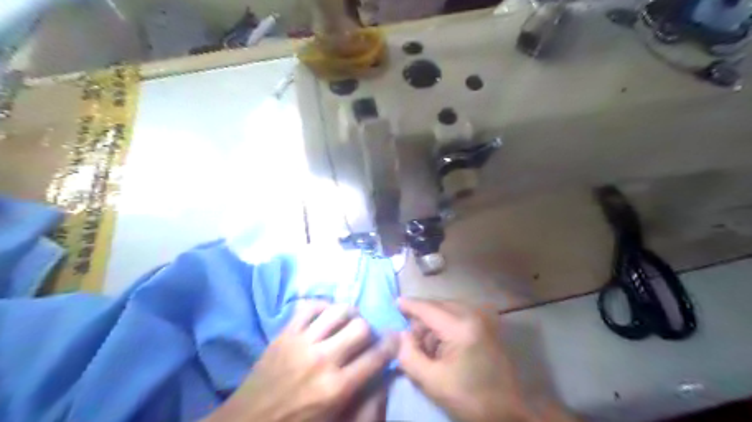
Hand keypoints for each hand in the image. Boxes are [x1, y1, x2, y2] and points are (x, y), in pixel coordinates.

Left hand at [209, 302, 394, 421]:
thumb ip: (366, 406)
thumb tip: (386, 379)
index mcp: (337, 388)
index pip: (376, 356)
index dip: (392, 345)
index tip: (395, 339)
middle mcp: (322, 359)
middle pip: (360, 326)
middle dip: (369, 330)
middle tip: (365, 338)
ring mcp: (301, 342)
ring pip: (337, 310)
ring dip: (349, 315)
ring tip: (347, 323)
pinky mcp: (284, 333)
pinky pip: (309, 306)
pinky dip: (322, 307)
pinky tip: (325, 317)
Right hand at [399, 299, 533, 421]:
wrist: (509, 412)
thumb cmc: (470, 398)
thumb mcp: (432, 381)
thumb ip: (409, 355)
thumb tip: (401, 334)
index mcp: (461, 327)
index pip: (427, 308)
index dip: (409, 305)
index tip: (394, 302)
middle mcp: (474, 314)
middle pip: (437, 306)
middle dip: (422, 321)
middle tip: (413, 343)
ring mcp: (484, 317)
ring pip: (447, 310)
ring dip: (434, 325)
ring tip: (431, 351)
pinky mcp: (488, 324)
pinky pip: (458, 316)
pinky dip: (446, 326)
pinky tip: (445, 347)